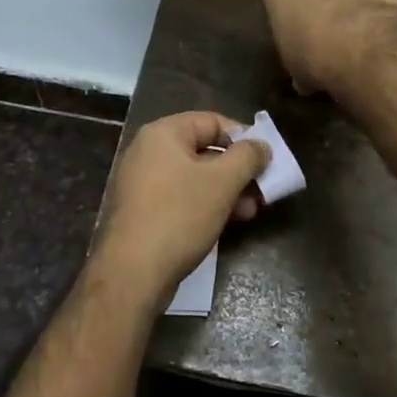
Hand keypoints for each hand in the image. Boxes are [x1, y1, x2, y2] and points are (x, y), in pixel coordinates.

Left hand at [89, 111, 270, 307]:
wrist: (131, 274)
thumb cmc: (179, 216)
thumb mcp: (222, 182)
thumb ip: (247, 157)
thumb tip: (261, 145)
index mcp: (163, 133)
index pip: (212, 121)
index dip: (243, 137)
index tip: (265, 158)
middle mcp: (148, 151)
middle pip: (204, 150)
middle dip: (237, 170)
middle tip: (262, 189)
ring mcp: (142, 183)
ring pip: (195, 177)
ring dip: (226, 190)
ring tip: (251, 211)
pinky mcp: (142, 212)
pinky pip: (181, 197)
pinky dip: (206, 204)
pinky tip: (227, 223)